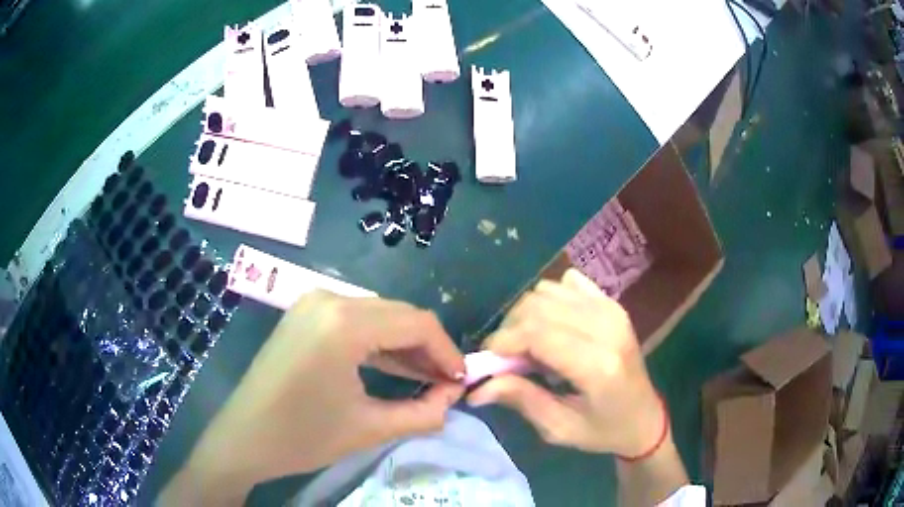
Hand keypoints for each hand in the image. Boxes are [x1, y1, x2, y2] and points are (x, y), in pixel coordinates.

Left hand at [181, 291, 464, 494]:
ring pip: (378, 316)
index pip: (416, 323)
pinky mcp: (304, 316)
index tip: (462, 380)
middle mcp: (328, 300)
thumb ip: (424, 412)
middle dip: (428, 348)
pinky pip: (354, 322)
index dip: (447, 351)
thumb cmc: (302, 437)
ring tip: (428, 378)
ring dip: (405, 345)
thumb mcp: (370, 428)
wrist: (243, 438)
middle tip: (447, 383)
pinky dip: (378, 344)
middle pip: (398, 314)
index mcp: (343, 323)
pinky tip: (395, 367)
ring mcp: (312, 304)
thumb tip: (455, 396)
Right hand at [467, 268, 663, 457]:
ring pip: (548, 290)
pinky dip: (550, 300)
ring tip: (532, 346)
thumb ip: (521, 400)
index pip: (537, 333)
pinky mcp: (613, 304)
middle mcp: (607, 328)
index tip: (488, 361)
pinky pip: (566, 284)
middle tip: (508, 359)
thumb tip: (477, 387)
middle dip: (510, 329)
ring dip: (527, 315)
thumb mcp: (560, 428)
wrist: (644, 417)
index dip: (503, 341)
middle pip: (538, 306)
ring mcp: (612, 310)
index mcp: (597, 366)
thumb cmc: (603, 430)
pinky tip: (554, 327)